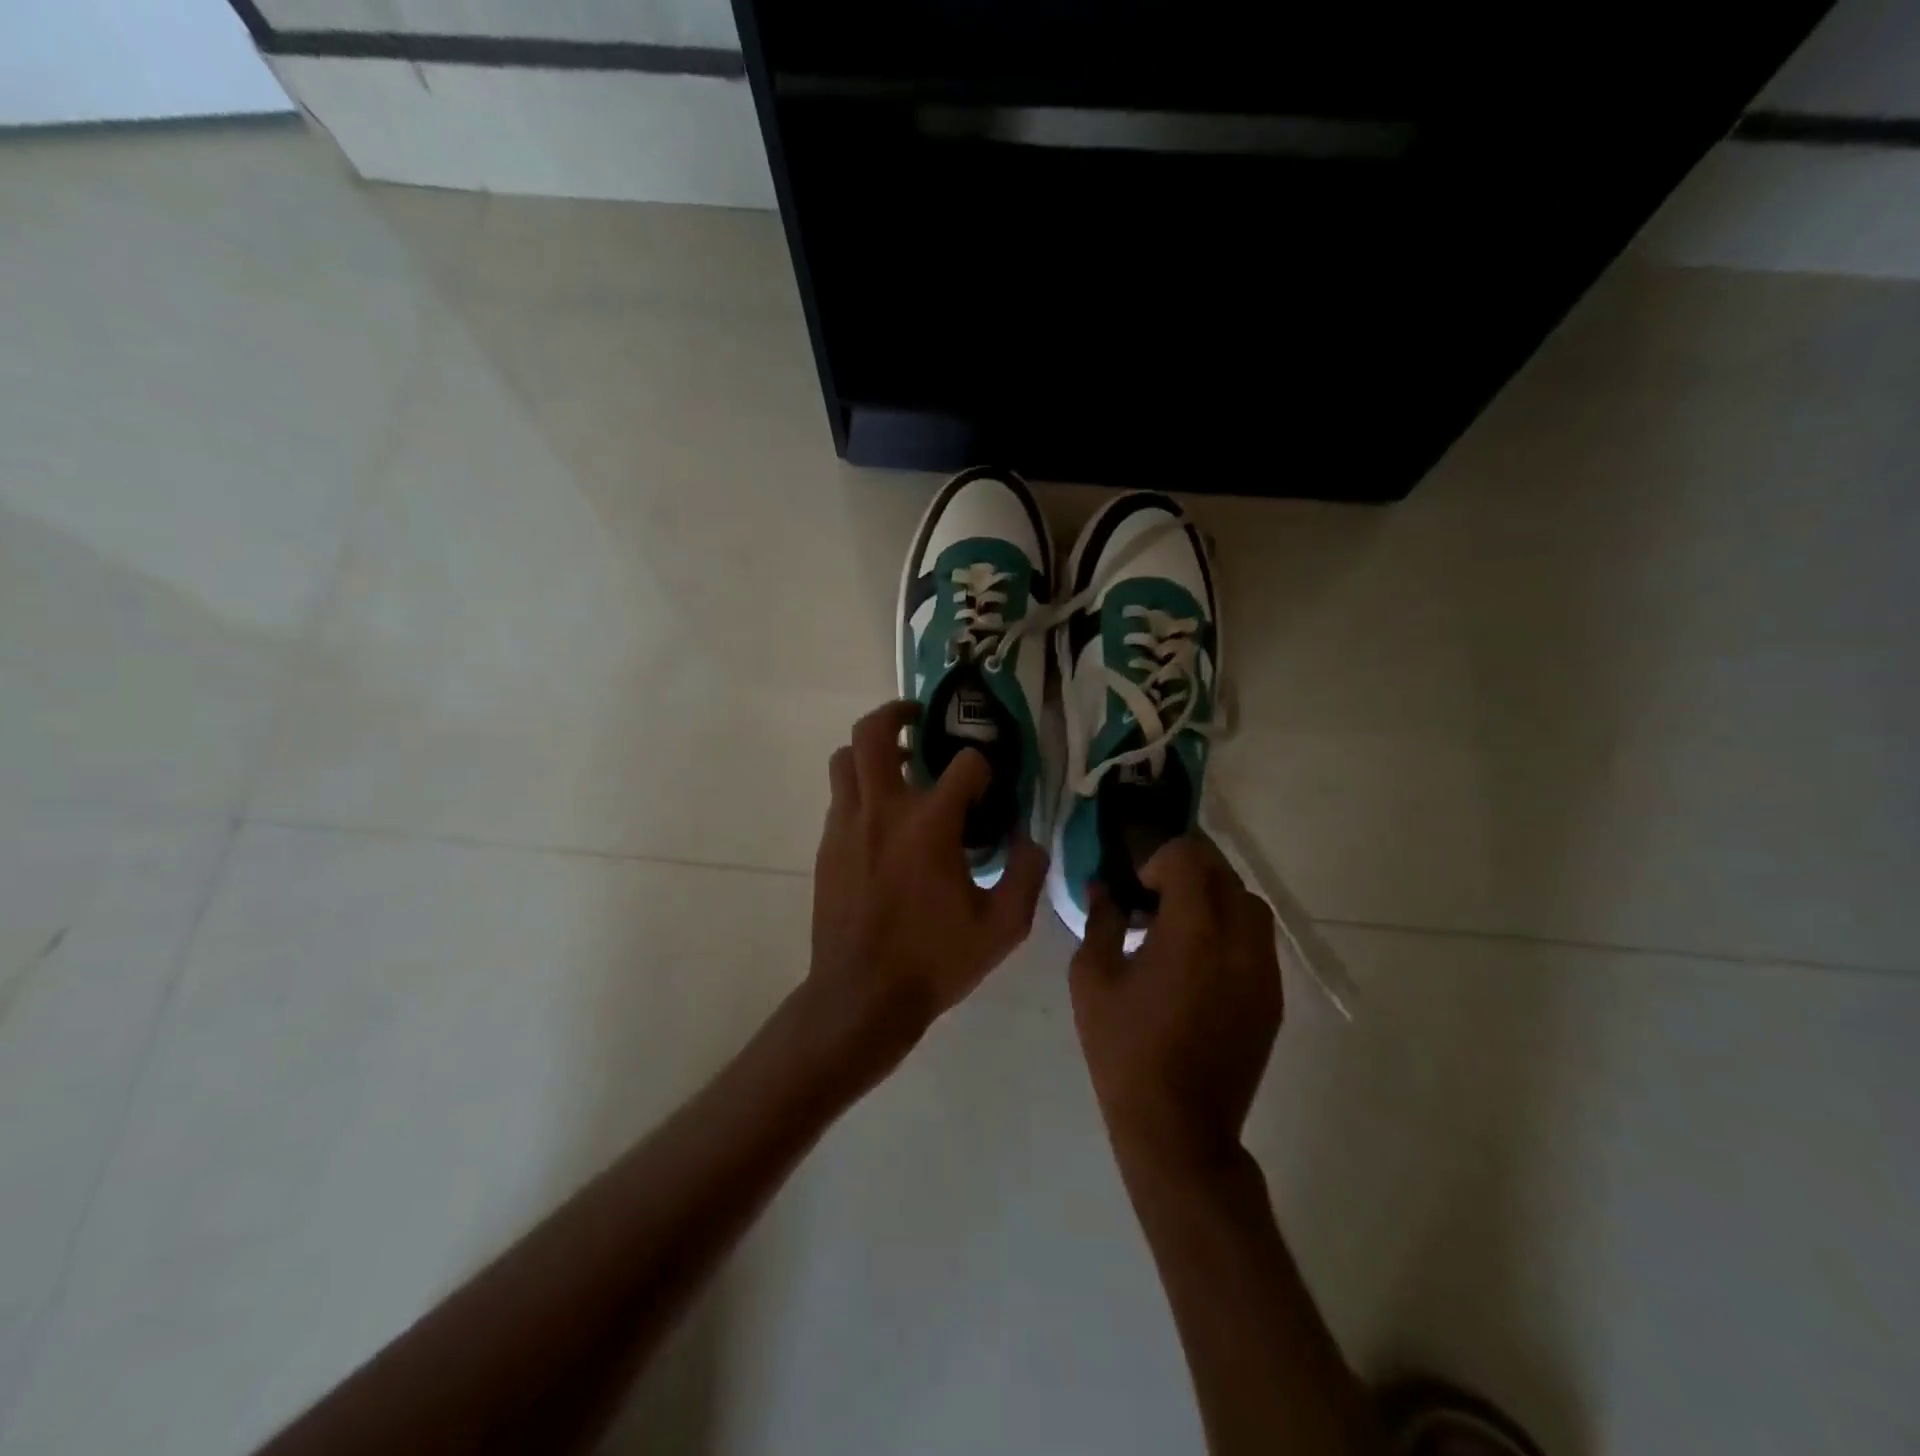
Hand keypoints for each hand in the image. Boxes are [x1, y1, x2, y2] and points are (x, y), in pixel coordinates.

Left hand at [806, 700, 1048, 1076]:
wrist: (861, 996)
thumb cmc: (934, 961)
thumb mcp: (1001, 927)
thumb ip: (1026, 874)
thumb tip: (1029, 839)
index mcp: (930, 825)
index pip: (964, 765)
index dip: (984, 769)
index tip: (989, 788)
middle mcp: (883, 810)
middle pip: (873, 732)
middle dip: (897, 713)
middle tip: (919, 720)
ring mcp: (847, 825)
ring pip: (846, 759)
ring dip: (871, 751)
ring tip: (898, 767)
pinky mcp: (827, 845)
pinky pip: (840, 797)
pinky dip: (861, 791)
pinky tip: (883, 822)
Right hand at [1070, 836, 1282, 1170]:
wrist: (1178, 1128)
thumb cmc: (1125, 1050)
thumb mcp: (1092, 979)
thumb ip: (1100, 921)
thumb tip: (1103, 887)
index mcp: (1192, 931)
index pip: (1189, 858)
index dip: (1158, 861)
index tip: (1137, 889)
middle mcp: (1238, 941)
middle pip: (1223, 873)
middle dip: (1186, 872)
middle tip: (1153, 898)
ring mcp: (1263, 970)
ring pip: (1249, 904)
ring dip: (1214, 898)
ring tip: (1180, 926)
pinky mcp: (1273, 997)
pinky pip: (1258, 940)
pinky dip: (1231, 929)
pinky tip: (1200, 960)